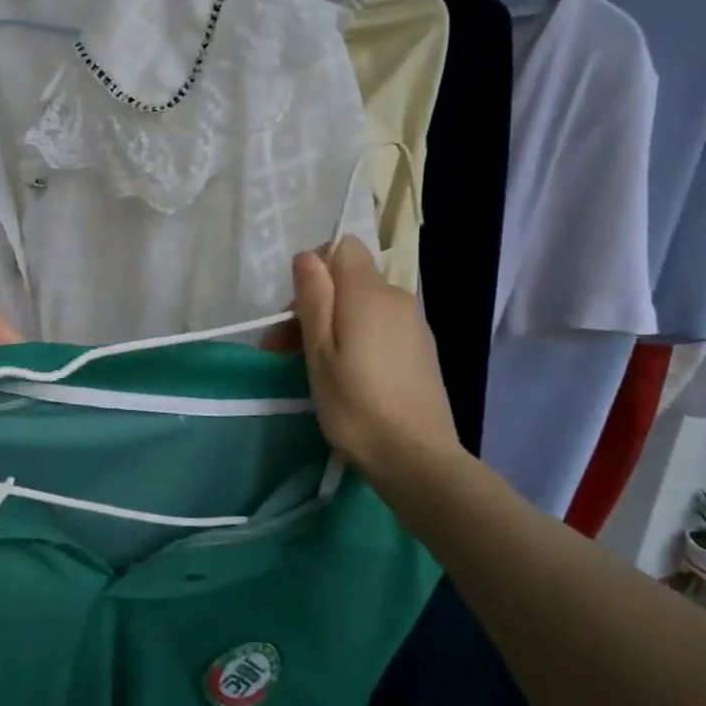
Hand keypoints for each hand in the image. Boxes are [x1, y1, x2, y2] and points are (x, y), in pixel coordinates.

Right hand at [290, 238, 462, 491]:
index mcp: (370, 293)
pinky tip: (347, 375)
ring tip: (311, 366)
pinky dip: (358, 339)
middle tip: (284, 348)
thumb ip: (314, 297)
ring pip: (364, 306)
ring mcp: (414, 325)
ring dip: (333, 324)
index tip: (294, 309)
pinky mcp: (421, 351)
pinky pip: (381, 327)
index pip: (343, 247)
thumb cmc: (355, 404)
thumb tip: (308, 255)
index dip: (314, 267)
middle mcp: (397, 298)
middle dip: (315, 303)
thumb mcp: (319, 350)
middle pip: (349, 280)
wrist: (417, 458)